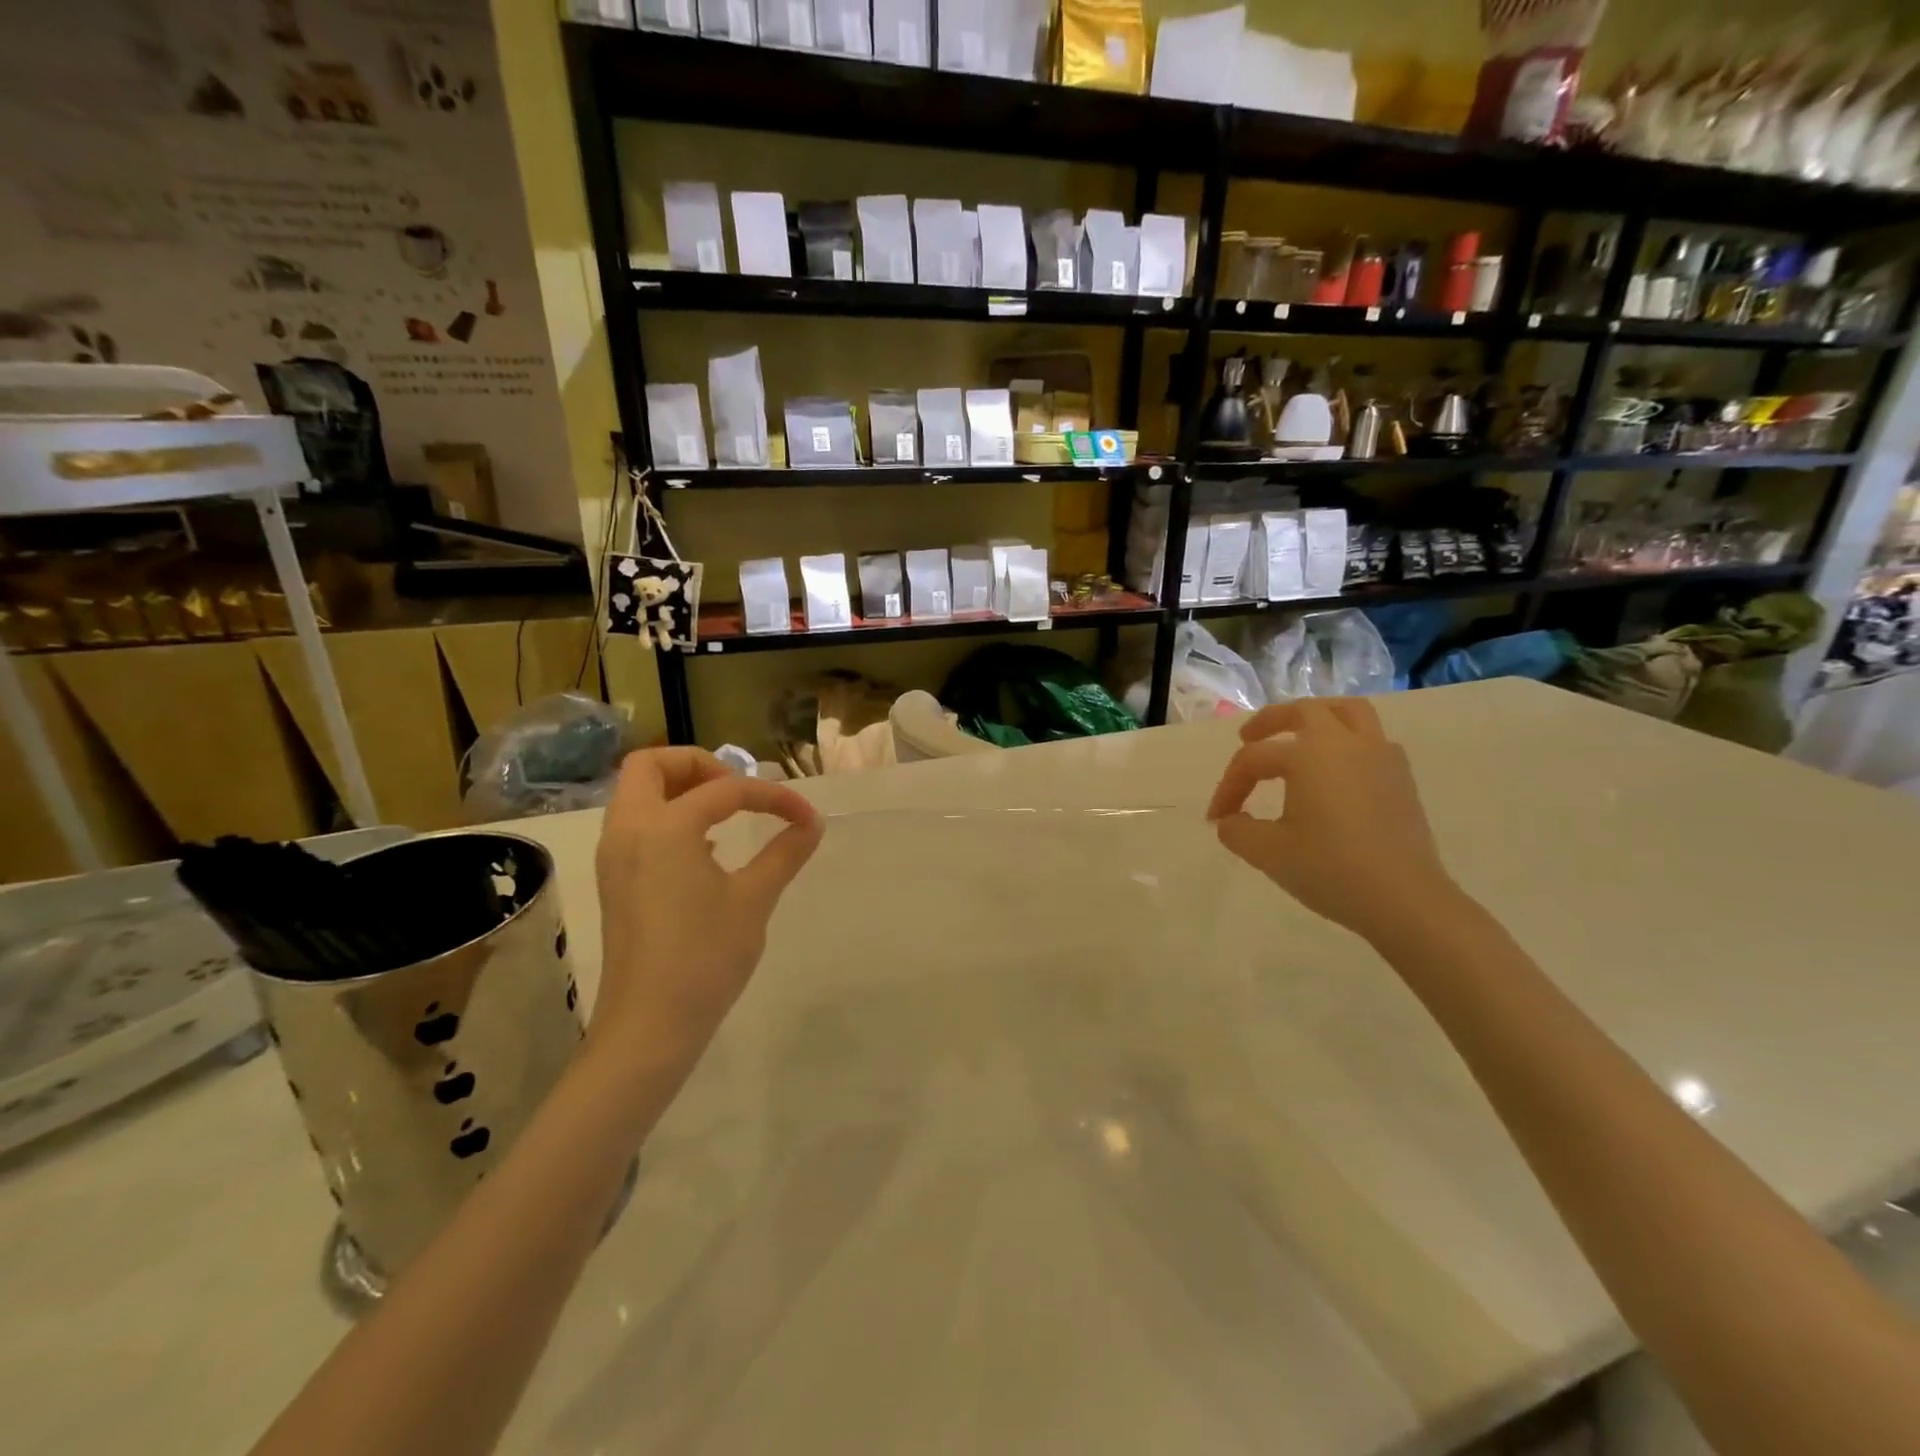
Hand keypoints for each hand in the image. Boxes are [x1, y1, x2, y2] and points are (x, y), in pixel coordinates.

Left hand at [591, 748, 822, 1066]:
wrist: (649, 1025)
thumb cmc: (705, 957)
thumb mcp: (754, 900)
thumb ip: (785, 852)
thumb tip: (812, 823)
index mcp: (664, 827)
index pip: (725, 789)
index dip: (772, 797)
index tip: (805, 817)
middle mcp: (629, 830)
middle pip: (650, 766)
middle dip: (698, 765)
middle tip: (737, 791)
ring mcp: (614, 856)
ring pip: (637, 794)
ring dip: (680, 790)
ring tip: (725, 815)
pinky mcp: (614, 880)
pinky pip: (635, 824)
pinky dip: (667, 817)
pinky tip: (704, 850)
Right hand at [1207, 699, 1458, 944]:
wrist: (1405, 900)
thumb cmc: (1331, 870)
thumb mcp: (1267, 853)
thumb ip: (1237, 830)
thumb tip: (1229, 821)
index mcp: (1308, 755)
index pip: (1254, 760)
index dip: (1229, 787)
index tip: (1216, 818)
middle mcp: (1346, 744)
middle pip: (1304, 711)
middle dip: (1270, 722)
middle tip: (1248, 737)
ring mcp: (1380, 757)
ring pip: (1349, 713)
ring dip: (1317, 718)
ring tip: (1298, 736)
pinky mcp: (1402, 778)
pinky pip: (1372, 740)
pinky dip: (1347, 742)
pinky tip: (1336, 771)